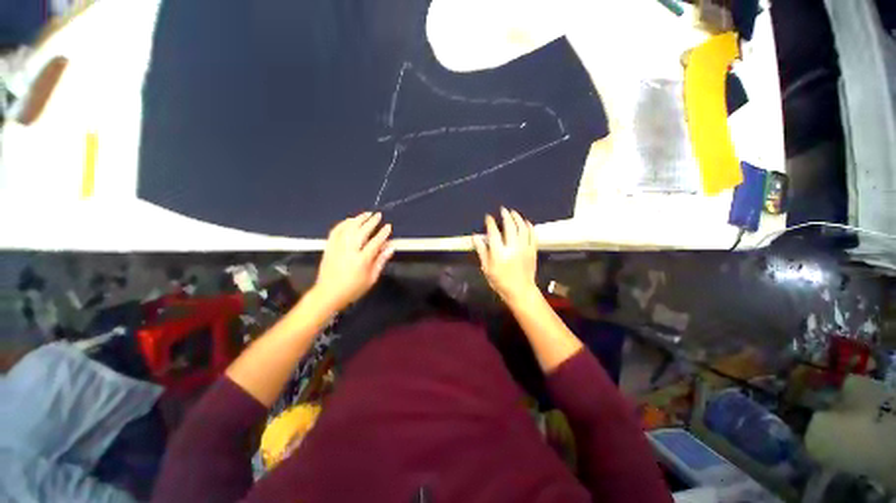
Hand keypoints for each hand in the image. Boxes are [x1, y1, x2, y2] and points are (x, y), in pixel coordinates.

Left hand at [312, 212, 393, 311]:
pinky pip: (335, 231)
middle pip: (361, 231)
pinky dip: (343, 223)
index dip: (383, 233)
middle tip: (378, 215)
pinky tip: (349, 220)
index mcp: (362, 260)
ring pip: (348, 228)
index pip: (375, 242)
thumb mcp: (371, 279)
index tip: (388, 226)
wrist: (328, 293)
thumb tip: (390, 248)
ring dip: (358, 219)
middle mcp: (349, 251)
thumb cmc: (353, 289)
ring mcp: (337, 247)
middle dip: (371, 221)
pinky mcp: (329, 247)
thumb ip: (381, 261)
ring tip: (366, 214)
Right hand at [473, 208, 538, 305]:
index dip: (490, 223)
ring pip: (522, 228)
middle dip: (506, 216)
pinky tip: (526, 222)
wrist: (520, 291)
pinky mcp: (533, 251)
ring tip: (513, 213)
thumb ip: (482, 251)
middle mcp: (513, 247)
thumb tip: (475, 237)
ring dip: (518, 218)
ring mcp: (525, 248)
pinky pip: (533, 235)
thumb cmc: (500, 281)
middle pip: (510, 226)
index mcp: (499, 253)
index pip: (494, 232)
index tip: (488, 217)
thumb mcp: (487, 268)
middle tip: (503, 209)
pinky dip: (529, 226)